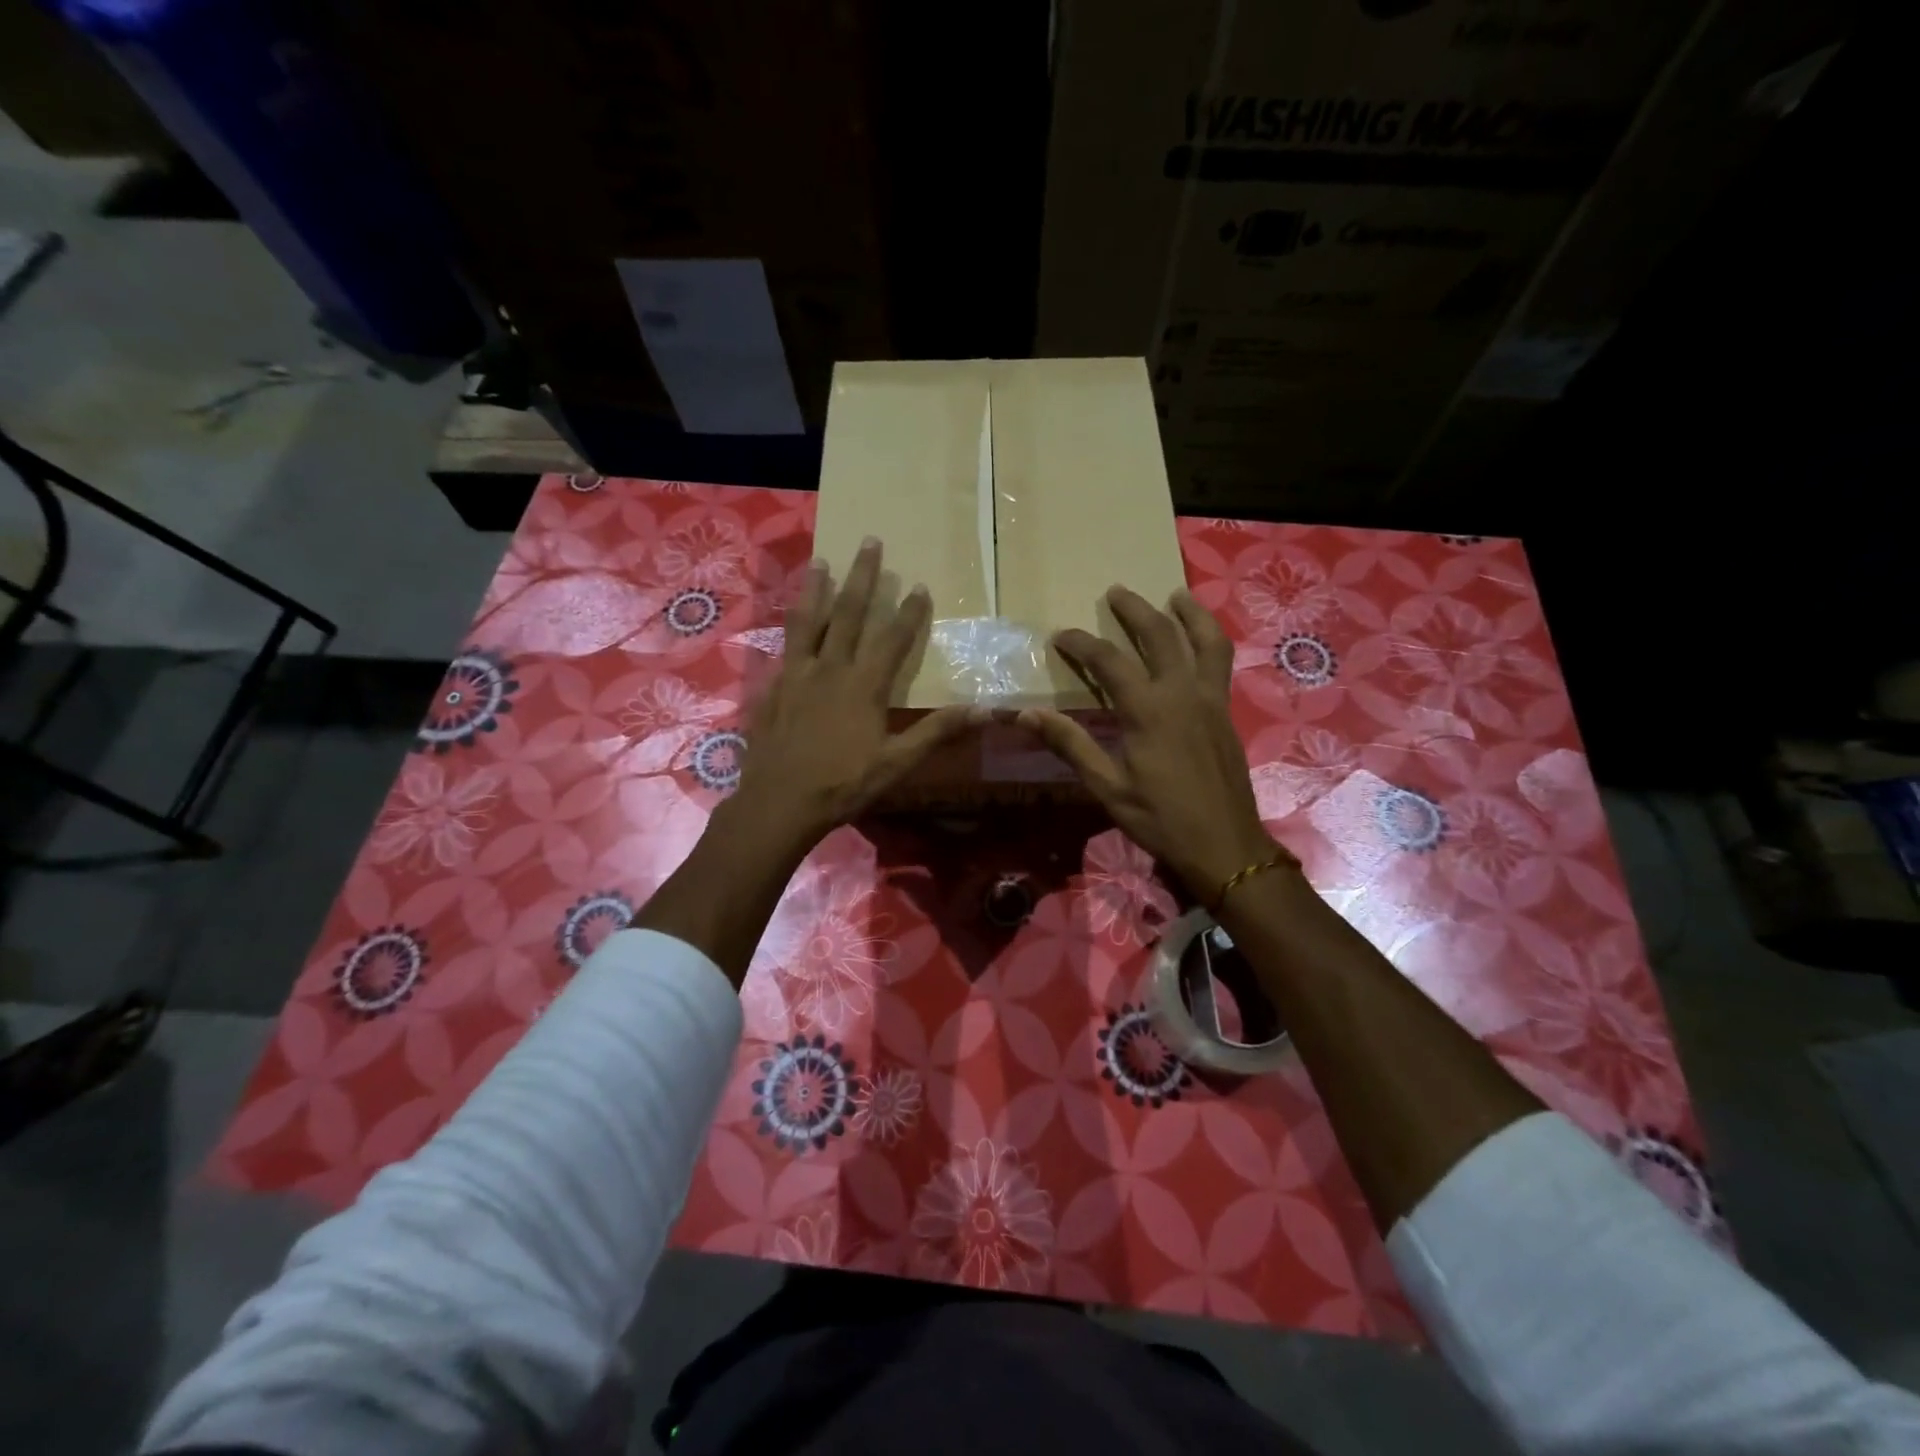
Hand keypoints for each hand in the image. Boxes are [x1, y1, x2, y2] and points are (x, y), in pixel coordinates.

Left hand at [734, 538, 979, 848]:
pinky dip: (789, 629)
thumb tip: (986, 710)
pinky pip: (783, 649)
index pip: (892, 638)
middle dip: (863, 577)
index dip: (910, 611)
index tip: (920, 584)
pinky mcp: (771, 688)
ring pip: (807, 621)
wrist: (779, 803)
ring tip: (821, 561)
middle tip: (870, 541)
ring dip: (816, 589)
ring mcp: (795, 676)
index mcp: (863, 685)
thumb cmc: (844, 784)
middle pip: (848, 613)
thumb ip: (938, 731)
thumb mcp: (897, 763)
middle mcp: (829, 669)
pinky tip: (789, 623)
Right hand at [1018, 586, 1279, 901]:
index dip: (1081, 644)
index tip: (1060, 636)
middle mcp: (1182, 694)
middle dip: (1135, 610)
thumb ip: (1071, 745)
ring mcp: (1210, 700)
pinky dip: (1209, 640)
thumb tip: (1026, 715)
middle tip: (1116, 592)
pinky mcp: (1226, 713)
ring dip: (1189, 614)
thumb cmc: (1161, 819)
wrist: (1225, 846)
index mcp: (1148, 711)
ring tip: (1175, 595)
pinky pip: (1220, 662)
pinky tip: (1200, 642)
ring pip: (1205, 641)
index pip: (1109, 662)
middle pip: (1160, 635)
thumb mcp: (1107, 787)